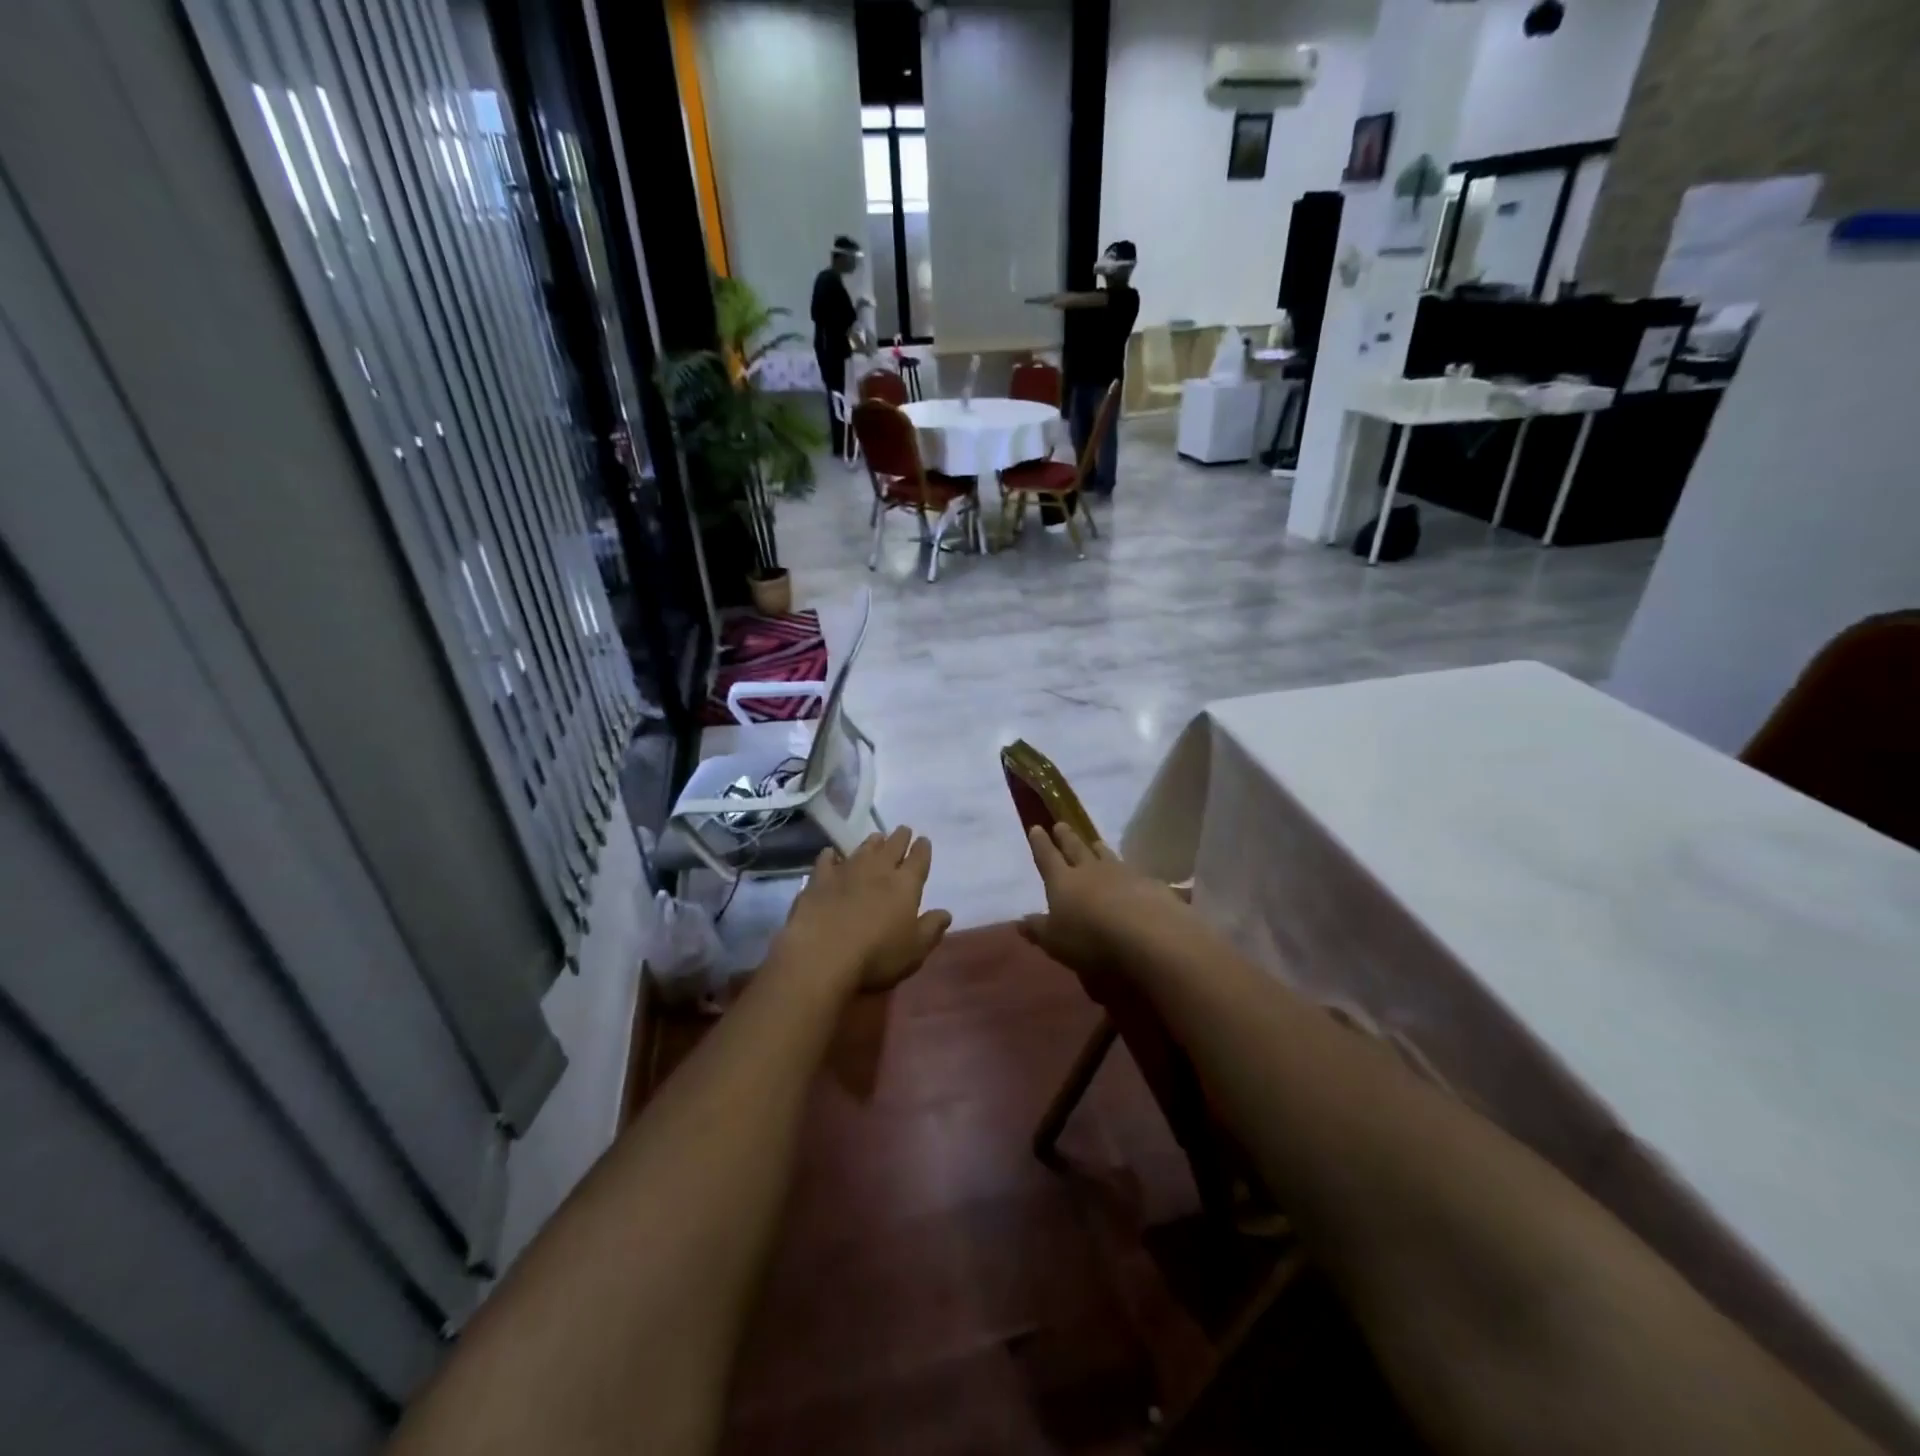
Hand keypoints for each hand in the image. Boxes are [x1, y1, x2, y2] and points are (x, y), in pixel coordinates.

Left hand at [774, 828, 951, 994]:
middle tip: (903, 830)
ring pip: (863, 849)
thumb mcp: (914, 950)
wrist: (822, 954)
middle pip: (892, 846)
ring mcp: (846, 871)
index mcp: (905, 885)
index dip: (922, 849)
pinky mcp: (819, 880)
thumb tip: (946, 913)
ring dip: (872, 842)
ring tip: (877, 837)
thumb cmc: (876, 956)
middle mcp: (878, 870)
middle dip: (900, 837)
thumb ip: (931, 928)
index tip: (924, 840)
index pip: (918, 860)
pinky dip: (831, 855)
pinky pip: (827, 860)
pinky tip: (831, 854)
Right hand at [1019, 824, 1184, 978]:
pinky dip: (1126, 869)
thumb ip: (1038, 929)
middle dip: (1066, 837)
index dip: (1040, 844)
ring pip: (1105, 855)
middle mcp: (1090, 870)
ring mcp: (1121, 873)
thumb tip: (1020, 920)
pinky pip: (1132, 870)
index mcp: (1062, 881)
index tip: (1036, 828)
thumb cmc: (1091, 940)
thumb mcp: (1055, 942)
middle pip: (1075, 848)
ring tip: (1094, 841)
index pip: (1047, 857)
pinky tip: (1130, 873)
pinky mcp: (1148, 883)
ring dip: (1097, 848)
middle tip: (1061, 824)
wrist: (1149, 935)